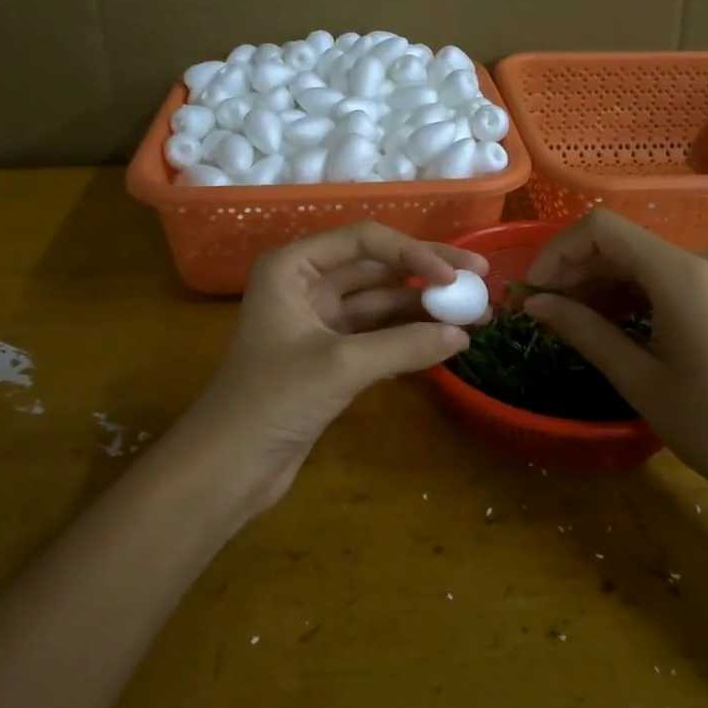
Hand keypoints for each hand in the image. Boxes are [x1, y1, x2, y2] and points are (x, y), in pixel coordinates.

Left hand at [178, 222, 487, 512]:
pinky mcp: (330, 356)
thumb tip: (461, 336)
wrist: (227, 467)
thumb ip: (404, 346)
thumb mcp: (340, 366)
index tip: (454, 276)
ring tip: (474, 315)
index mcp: (293, 267)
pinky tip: (445, 342)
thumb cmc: (271, 400)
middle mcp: (306, 284)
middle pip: (377, 267)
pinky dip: (409, 337)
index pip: (363, 240)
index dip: (413, 252)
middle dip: (427, 274)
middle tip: (480, 279)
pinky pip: (378, 334)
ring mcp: (319, 321)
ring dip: (424, 308)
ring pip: (381, 302)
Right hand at [520, 210, 707, 509]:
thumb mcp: (639, 379)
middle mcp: (705, 261)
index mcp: (682, 275)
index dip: (559, 251)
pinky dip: (634, 292)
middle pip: (623, 243)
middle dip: (576, 270)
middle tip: (543, 310)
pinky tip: (612, 322)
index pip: (602, 229)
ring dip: (602, 283)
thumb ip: (584, 330)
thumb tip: (536, 304)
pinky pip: (670, 278)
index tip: (534, 290)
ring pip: (645, 260)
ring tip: (571, 319)